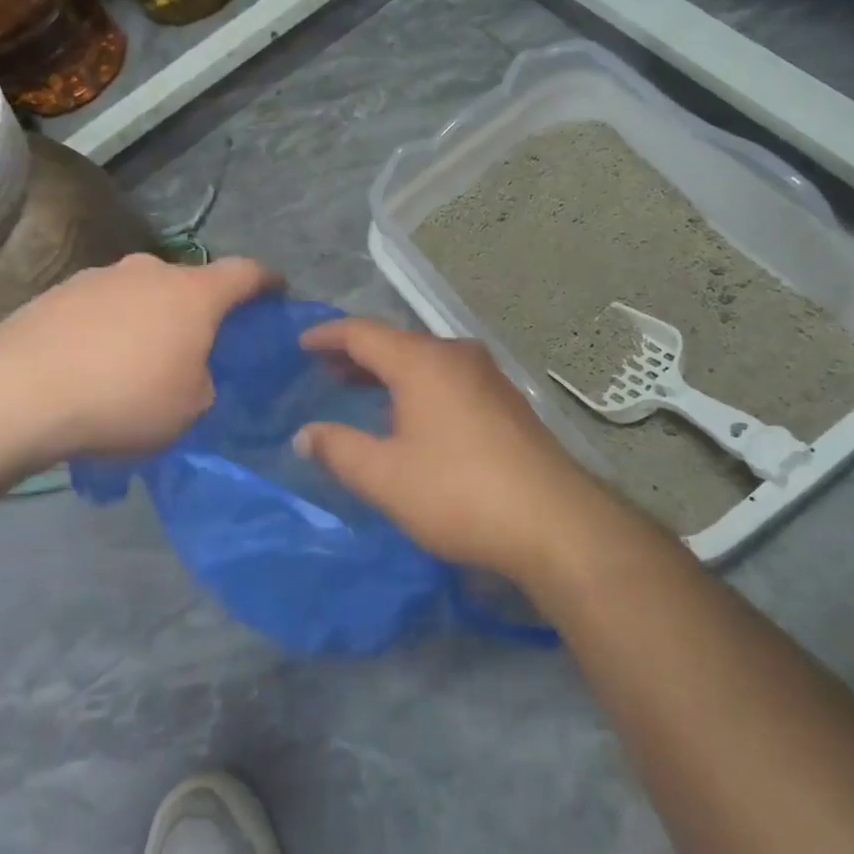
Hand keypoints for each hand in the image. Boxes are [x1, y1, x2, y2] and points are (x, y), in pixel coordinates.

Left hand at [0, 254, 274, 460]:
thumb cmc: (125, 399)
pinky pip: (102, 306)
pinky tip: (96, 363)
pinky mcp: (59, 292)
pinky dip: (110, 327)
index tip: (277, 291)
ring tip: (138, 358)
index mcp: (193, 294)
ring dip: (151, 317)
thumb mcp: (190, 407)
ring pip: (143, 292)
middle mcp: (150, 271)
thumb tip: (189, 370)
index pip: (245, 273)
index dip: (267, 281)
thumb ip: (204, 380)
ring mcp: (100, 277)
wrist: (19, 393)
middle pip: (189, 283)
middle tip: (198, 343)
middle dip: (200, 308)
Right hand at [294, 318, 634, 585]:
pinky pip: (451, 379)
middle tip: (325, 370)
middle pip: (398, 343)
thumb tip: (305, 435)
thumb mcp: (385, 476)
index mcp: (423, 362)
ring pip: (427, 361)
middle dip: (359, 355)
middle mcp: (458, 356)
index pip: (363, 333)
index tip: (301, 345)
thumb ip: (339, 449)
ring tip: (362, 391)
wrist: (552, 520)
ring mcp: (489, 377)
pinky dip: (420, 386)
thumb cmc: (457, 492)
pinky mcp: (508, 401)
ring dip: (391, 372)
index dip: (328, 336)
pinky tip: (413, 416)